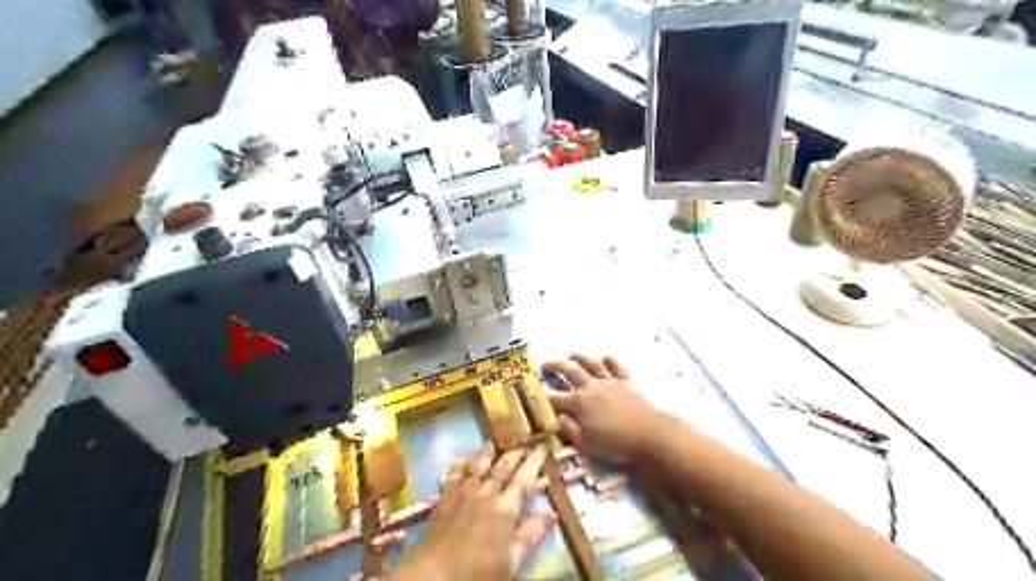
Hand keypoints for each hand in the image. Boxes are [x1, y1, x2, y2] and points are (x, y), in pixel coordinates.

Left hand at [394, 447, 558, 579]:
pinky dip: (458, 467)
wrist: (434, 575)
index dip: (533, 464)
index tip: (542, 448)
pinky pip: (453, 477)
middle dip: (514, 456)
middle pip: (502, 469)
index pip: (523, 480)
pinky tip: (461, 461)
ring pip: (477, 468)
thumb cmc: (478, 572)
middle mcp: (485, 494)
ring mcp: (463, 494)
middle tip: (522, 446)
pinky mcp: (444, 500)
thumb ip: (530, 535)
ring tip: (492, 446)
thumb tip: (551, 515)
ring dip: (486, 457)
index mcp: (505, 508)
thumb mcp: (511, 560)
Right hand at [544, 353, 671, 465]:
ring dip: (579, 357)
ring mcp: (610, 382)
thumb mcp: (587, 444)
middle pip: (570, 371)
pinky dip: (610, 360)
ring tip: (570, 354)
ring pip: (592, 364)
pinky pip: (616, 366)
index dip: (542, 394)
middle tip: (543, 363)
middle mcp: (592, 387)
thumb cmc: (617, 444)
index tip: (531, 390)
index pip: (555, 397)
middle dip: (554, 365)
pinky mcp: (627, 381)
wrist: (651, 435)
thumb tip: (558, 417)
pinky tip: (604, 357)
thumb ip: (570, 429)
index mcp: (579, 403)